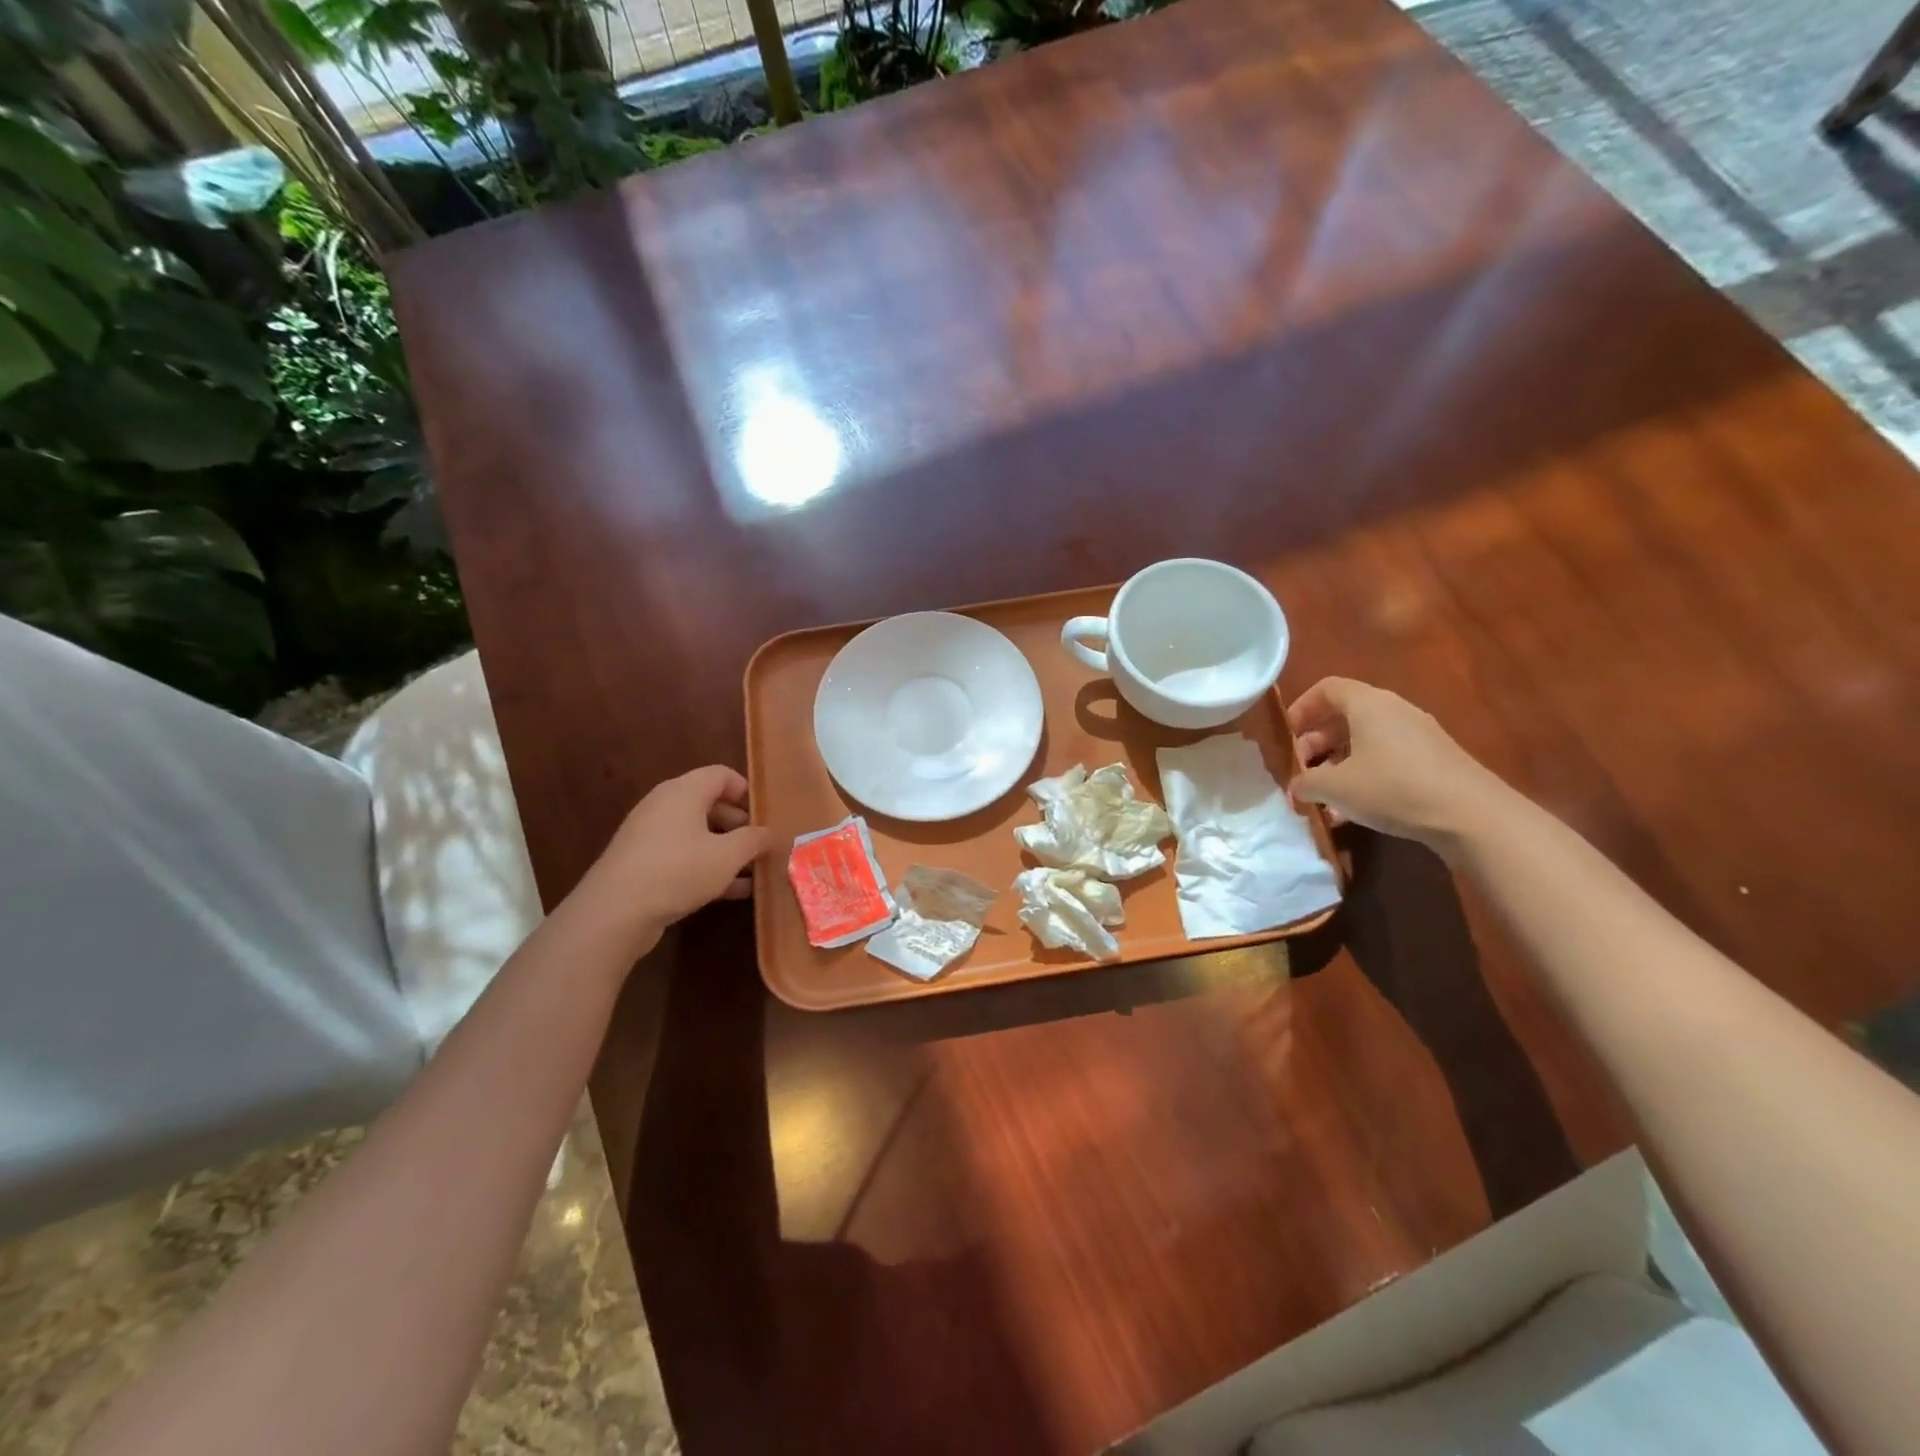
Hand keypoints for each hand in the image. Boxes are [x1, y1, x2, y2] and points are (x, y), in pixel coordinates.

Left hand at [584, 766, 772, 935]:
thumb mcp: (727, 855)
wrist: (614, 912)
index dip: (746, 791)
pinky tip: (730, 892)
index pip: (721, 775)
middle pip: (709, 804)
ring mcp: (649, 835)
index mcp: (683, 792)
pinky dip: (705, 867)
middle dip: (738, 825)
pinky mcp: (641, 863)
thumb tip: (768, 833)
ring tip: (751, 873)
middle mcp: (664, 806)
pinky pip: (682, 856)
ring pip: (696, 834)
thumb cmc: (678, 870)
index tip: (765, 815)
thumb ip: (753, 840)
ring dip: (725, 850)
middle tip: (759, 847)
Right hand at [1287, 678, 1509, 849]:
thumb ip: (1306, 783)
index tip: (1287, 735)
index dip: (1302, 708)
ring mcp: (1418, 735)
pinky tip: (1354, 810)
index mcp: (1369, 704)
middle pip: (1345, 715)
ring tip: (1324, 795)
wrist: (1472, 816)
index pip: (1327, 688)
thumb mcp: (1335, 787)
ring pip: (1365, 740)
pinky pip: (1387, 758)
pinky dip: (1364, 775)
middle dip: (1316, 742)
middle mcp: (1394, 711)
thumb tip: (1295, 787)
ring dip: (1338, 763)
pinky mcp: (1434, 761)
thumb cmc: (1393, 788)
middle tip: (1302, 770)